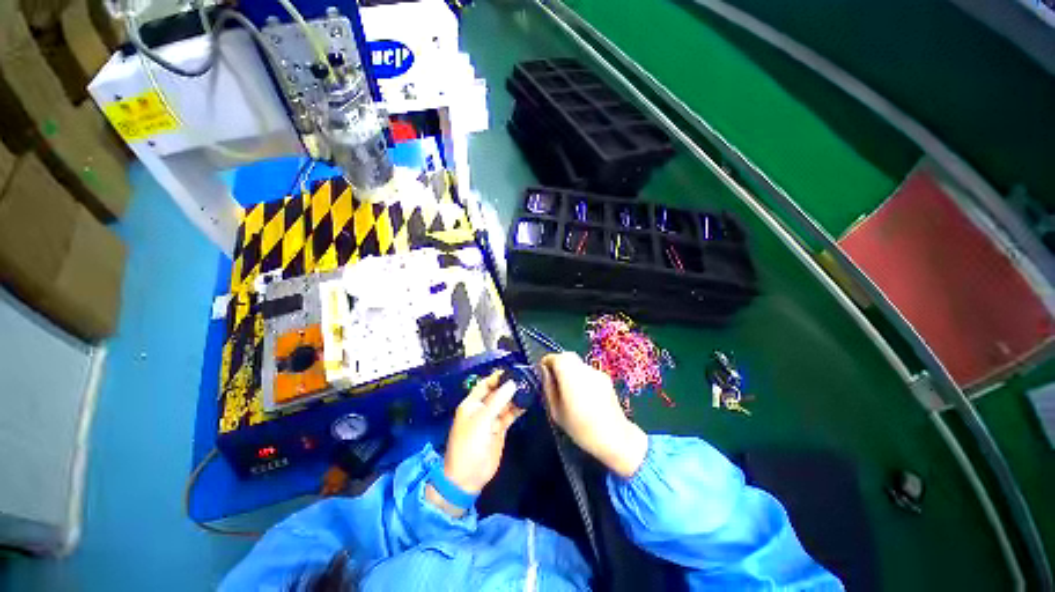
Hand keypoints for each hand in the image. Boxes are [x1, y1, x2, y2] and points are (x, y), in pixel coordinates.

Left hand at [427, 371, 523, 515]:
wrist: (468, 476)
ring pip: (505, 403)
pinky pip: (510, 415)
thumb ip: (498, 401)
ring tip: (529, 387)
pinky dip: (518, 409)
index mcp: (471, 404)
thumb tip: (512, 383)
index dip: (496, 377)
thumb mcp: (482, 420)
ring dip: (515, 396)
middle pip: (496, 393)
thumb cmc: (469, 444)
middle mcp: (481, 409)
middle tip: (525, 377)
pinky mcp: (500, 429)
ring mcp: (491, 419)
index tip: (511, 371)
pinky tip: (527, 402)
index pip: (485, 385)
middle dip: (509, 385)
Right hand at [539, 353, 647, 477]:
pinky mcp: (606, 378)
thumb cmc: (580, 427)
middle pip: (567, 356)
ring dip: (570, 370)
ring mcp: (596, 371)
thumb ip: (549, 387)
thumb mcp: (556, 411)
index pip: (554, 357)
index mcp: (568, 373)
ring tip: (569, 390)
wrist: (614, 436)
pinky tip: (584, 395)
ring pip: (578, 363)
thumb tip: (545, 372)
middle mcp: (583, 367)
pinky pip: (588, 371)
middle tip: (554, 380)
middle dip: (558, 363)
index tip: (543, 374)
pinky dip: (582, 377)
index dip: (546, 363)